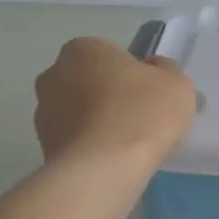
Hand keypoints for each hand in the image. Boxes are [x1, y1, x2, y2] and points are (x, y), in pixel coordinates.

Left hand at [34, 38, 195, 171]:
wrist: (103, 170)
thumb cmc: (141, 114)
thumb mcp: (176, 84)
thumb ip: (166, 71)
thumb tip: (154, 70)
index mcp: (82, 49)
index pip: (109, 55)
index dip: (131, 74)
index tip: (148, 96)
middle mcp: (53, 74)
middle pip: (89, 82)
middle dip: (108, 96)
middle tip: (138, 119)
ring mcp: (42, 113)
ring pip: (78, 113)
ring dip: (96, 123)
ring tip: (125, 146)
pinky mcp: (43, 147)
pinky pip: (73, 141)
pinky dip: (88, 148)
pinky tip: (110, 162)